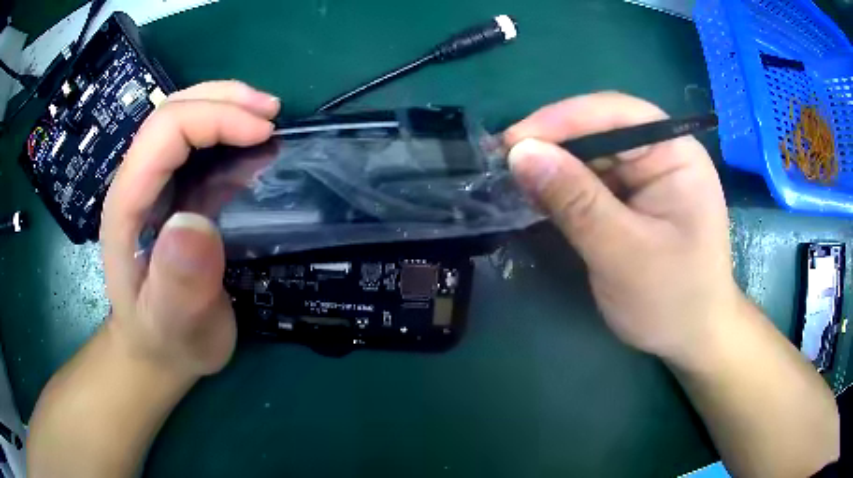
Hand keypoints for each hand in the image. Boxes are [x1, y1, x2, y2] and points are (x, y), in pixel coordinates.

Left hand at [100, 81, 279, 377]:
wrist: (155, 350)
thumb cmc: (165, 339)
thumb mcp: (173, 324)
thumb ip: (178, 283)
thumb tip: (195, 222)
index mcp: (127, 206)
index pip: (163, 133)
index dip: (214, 118)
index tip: (264, 134)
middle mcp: (135, 184)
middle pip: (170, 113)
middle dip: (223, 99)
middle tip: (272, 112)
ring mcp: (152, 186)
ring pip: (182, 119)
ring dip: (225, 105)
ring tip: (266, 117)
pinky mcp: (171, 194)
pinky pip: (194, 145)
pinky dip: (226, 129)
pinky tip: (250, 142)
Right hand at [504, 92, 739, 364]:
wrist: (691, 339)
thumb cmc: (672, 300)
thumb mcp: (623, 253)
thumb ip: (575, 201)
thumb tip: (520, 152)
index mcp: (677, 154)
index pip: (619, 114)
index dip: (564, 119)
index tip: (514, 141)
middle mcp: (662, 155)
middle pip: (602, 130)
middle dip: (554, 143)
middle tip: (505, 163)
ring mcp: (647, 177)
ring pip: (592, 155)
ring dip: (555, 166)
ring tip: (516, 181)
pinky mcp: (632, 199)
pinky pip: (591, 181)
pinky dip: (563, 188)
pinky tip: (540, 197)